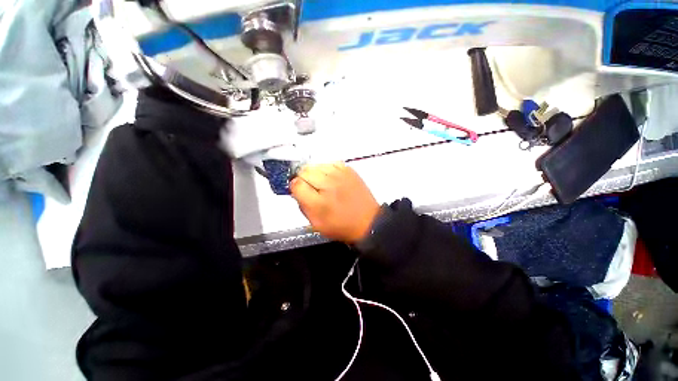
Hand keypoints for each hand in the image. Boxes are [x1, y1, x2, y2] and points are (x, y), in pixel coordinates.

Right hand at [290, 162, 379, 242]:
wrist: (367, 221)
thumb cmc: (341, 226)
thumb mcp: (316, 223)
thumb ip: (302, 205)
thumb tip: (296, 190)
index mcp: (318, 202)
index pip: (296, 183)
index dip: (295, 187)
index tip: (298, 191)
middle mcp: (328, 184)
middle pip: (304, 171)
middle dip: (303, 178)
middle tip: (310, 188)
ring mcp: (339, 174)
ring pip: (315, 165)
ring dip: (314, 173)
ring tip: (321, 183)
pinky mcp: (348, 170)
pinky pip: (329, 163)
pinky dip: (326, 169)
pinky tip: (330, 179)